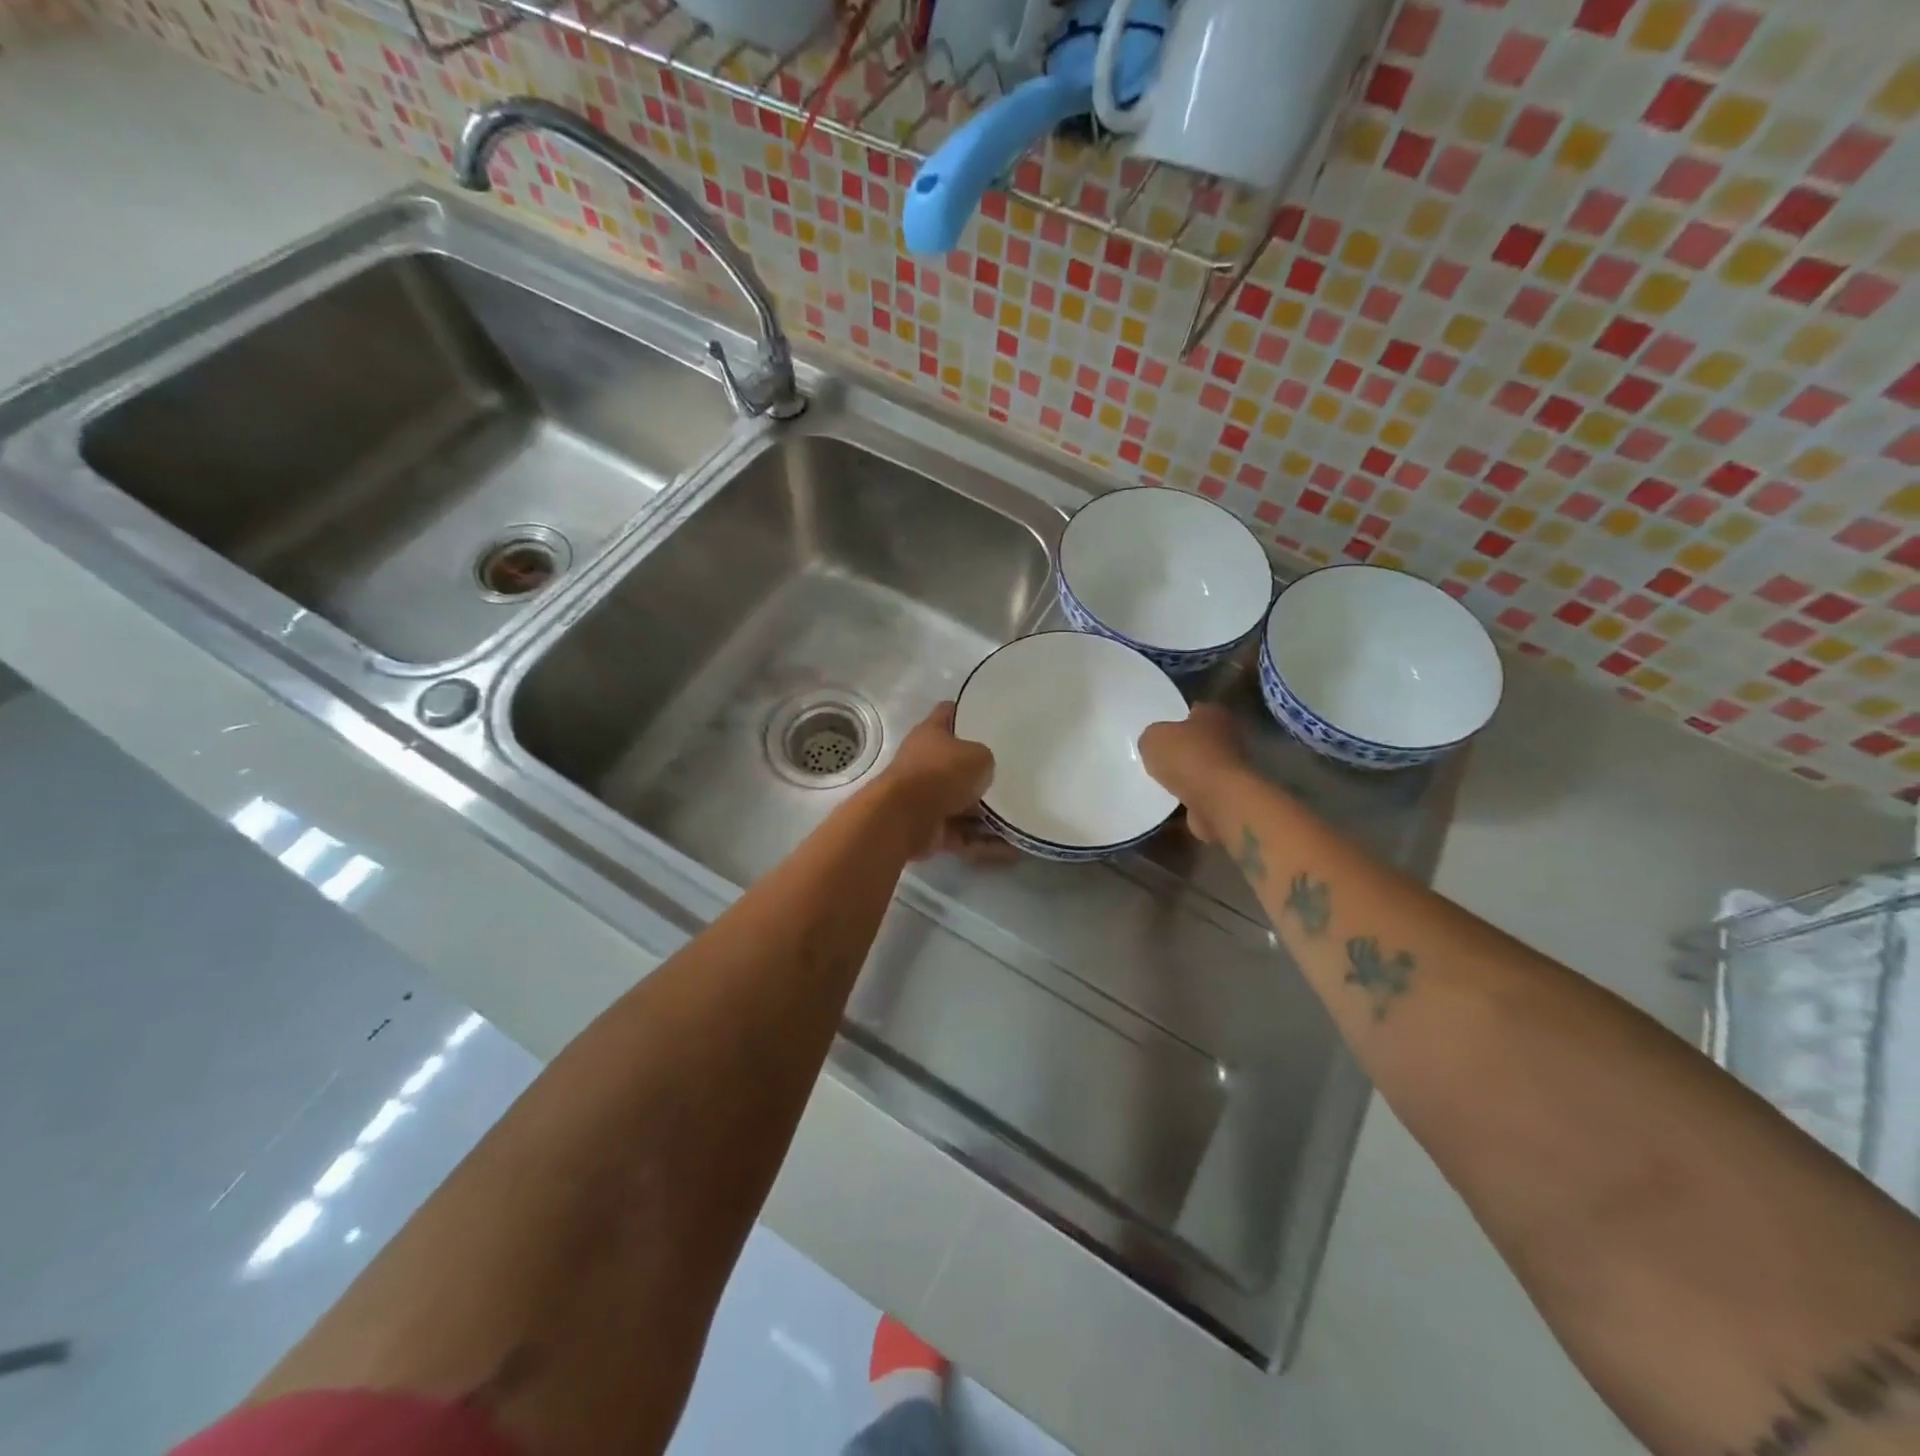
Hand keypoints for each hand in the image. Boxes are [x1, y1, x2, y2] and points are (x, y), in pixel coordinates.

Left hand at [878, 703, 1011, 862]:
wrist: (904, 817)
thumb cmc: (942, 773)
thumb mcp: (978, 756)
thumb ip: (985, 759)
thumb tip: (983, 771)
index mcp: (931, 734)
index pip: (949, 713)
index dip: (967, 712)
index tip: (990, 717)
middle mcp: (925, 763)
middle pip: (956, 763)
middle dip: (981, 772)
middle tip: (1013, 775)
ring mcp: (925, 797)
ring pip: (962, 804)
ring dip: (987, 815)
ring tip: (1019, 820)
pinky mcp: (929, 829)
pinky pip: (962, 834)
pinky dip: (983, 843)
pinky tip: (1012, 849)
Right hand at [1138, 703, 1246, 846]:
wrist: (1218, 801)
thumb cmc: (1188, 758)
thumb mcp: (1153, 738)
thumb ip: (1152, 737)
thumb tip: (1154, 744)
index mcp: (1214, 714)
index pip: (1194, 710)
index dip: (1176, 719)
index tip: (1159, 730)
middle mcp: (1229, 738)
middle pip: (1199, 741)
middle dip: (1182, 749)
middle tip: (1157, 757)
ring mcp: (1231, 769)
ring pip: (1201, 769)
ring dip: (1185, 776)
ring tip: (1159, 781)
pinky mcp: (1228, 796)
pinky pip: (1201, 794)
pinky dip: (1187, 798)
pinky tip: (1169, 801)